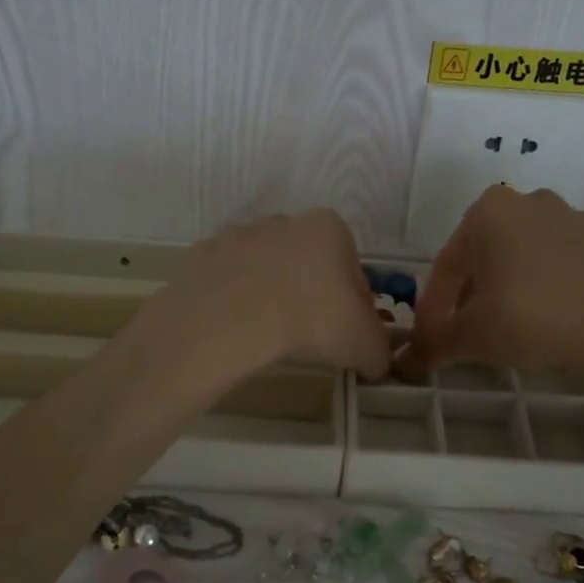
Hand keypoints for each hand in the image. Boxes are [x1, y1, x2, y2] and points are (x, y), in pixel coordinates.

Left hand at [150, 210, 391, 380]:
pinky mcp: (202, 255)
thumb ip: (380, 350)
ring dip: (269, 294)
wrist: (231, 322)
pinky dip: (232, 300)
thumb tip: (376, 361)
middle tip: (307, 336)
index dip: (352, 304)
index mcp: (328, 228)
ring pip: (264, 268)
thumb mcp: (366, 345)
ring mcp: (238, 235)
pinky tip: (235, 328)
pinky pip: (226, 280)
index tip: (343, 332)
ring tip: (267, 334)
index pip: (351, 268)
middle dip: (309, 294)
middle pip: (307, 263)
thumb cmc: (312, 321)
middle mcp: (284, 221)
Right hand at [397, 187, 583, 384]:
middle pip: (489, 256)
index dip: (434, 307)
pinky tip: (558, 322)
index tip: (432, 339)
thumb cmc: (531, 318)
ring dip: (515, 288)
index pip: (448, 264)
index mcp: (490, 212)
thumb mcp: (472, 336)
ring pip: (530, 258)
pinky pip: (570, 268)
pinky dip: (556, 290)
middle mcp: (532, 203)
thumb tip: (402, 364)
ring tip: (516, 330)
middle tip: (472, 332)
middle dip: (475, 293)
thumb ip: (433, 345)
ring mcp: (578, 220)